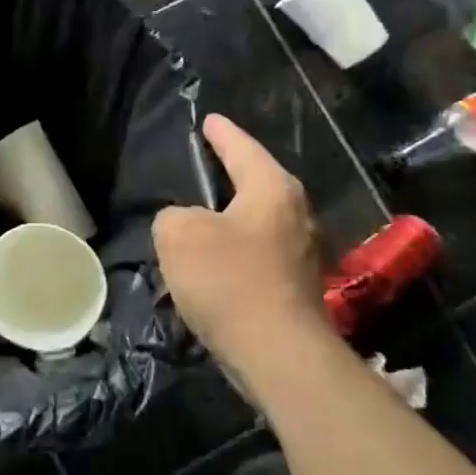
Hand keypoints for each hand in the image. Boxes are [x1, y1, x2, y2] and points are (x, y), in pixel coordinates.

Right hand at [153, 114, 328, 384]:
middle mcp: (296, 214)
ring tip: (199, 218)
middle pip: (257, 183)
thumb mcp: (178, 234)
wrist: (278, 354)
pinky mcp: (297, 287)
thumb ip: (173, 216)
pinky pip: (259, 254)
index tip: (209, 120)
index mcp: (272, 189)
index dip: (221, 133)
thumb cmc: (229, 280)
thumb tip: (185, 223)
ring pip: (258, 222)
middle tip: (204, 165)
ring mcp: (302, 253)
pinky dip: (235, 252)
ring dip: (230, 220)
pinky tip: (213, 264)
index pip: (242, 148)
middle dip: (231, 175)